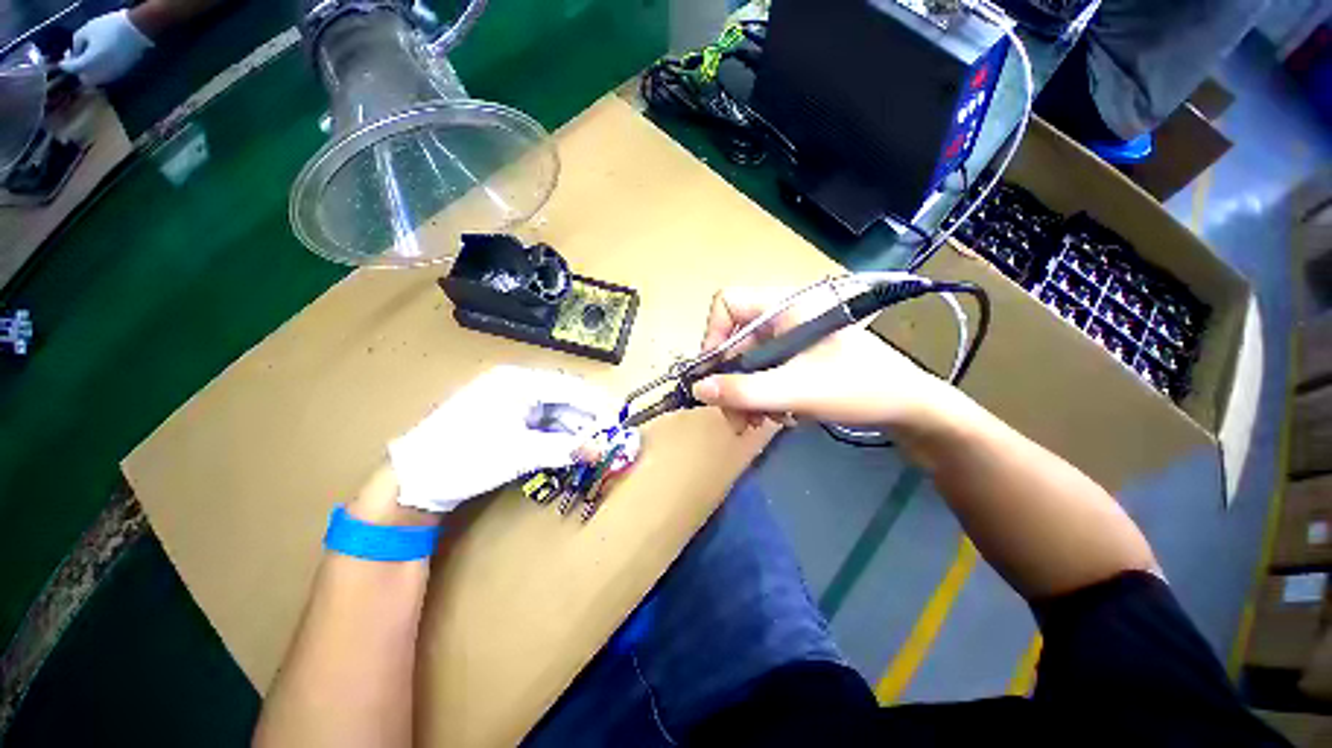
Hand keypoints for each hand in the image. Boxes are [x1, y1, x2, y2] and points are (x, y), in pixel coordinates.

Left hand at [59, 10, 153, 85]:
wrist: (136, 30)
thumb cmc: (109, 27)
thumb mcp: (87, 29)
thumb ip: (77, 43)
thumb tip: (74, 52)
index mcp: (87, 63)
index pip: (71, 68)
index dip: (65, 63)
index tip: (66, 55)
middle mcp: (98, 74)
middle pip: (84, 79)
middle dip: (80, 71)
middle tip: (79, 59)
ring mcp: (111, 75)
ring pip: (96, 79)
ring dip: (91, 71)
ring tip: (92, 59)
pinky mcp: (120, 73)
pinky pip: (106, 76)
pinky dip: (101, 70)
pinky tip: (103, 60)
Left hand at [388, 366, 615, 513]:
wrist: (413, 479)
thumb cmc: (465, 457)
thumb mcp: (520, 453)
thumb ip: (565, 449)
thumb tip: (601, 449)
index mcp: (518, 381)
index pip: (570, 389)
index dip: (597, 405)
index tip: (618, 421)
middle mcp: (516, 385)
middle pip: (564, 398)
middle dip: (587, 418)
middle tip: (608, 437)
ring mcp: (509, 401)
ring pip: (554, 411)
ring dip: (574, 428)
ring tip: (593, 445)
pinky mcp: (505, 417)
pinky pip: (541, 421)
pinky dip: (557, 434)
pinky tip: (570, 447)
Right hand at [690, 286, 954, 432]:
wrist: (909, 407)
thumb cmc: (859, 388)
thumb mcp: (797, 390)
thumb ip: (745, 391)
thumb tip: (698, 389)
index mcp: (785, 306)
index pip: (728, 303)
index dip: (713, 336)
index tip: (712, 375)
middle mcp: (783, 317)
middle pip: (734, 341)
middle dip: (730, 381)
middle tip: (735, 419)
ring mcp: (790, 338)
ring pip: (746, 361)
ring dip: (745, 394)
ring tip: (756, 423)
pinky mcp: (797, 357)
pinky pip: (763, 372)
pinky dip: (761, 396)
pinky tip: (776, 416)